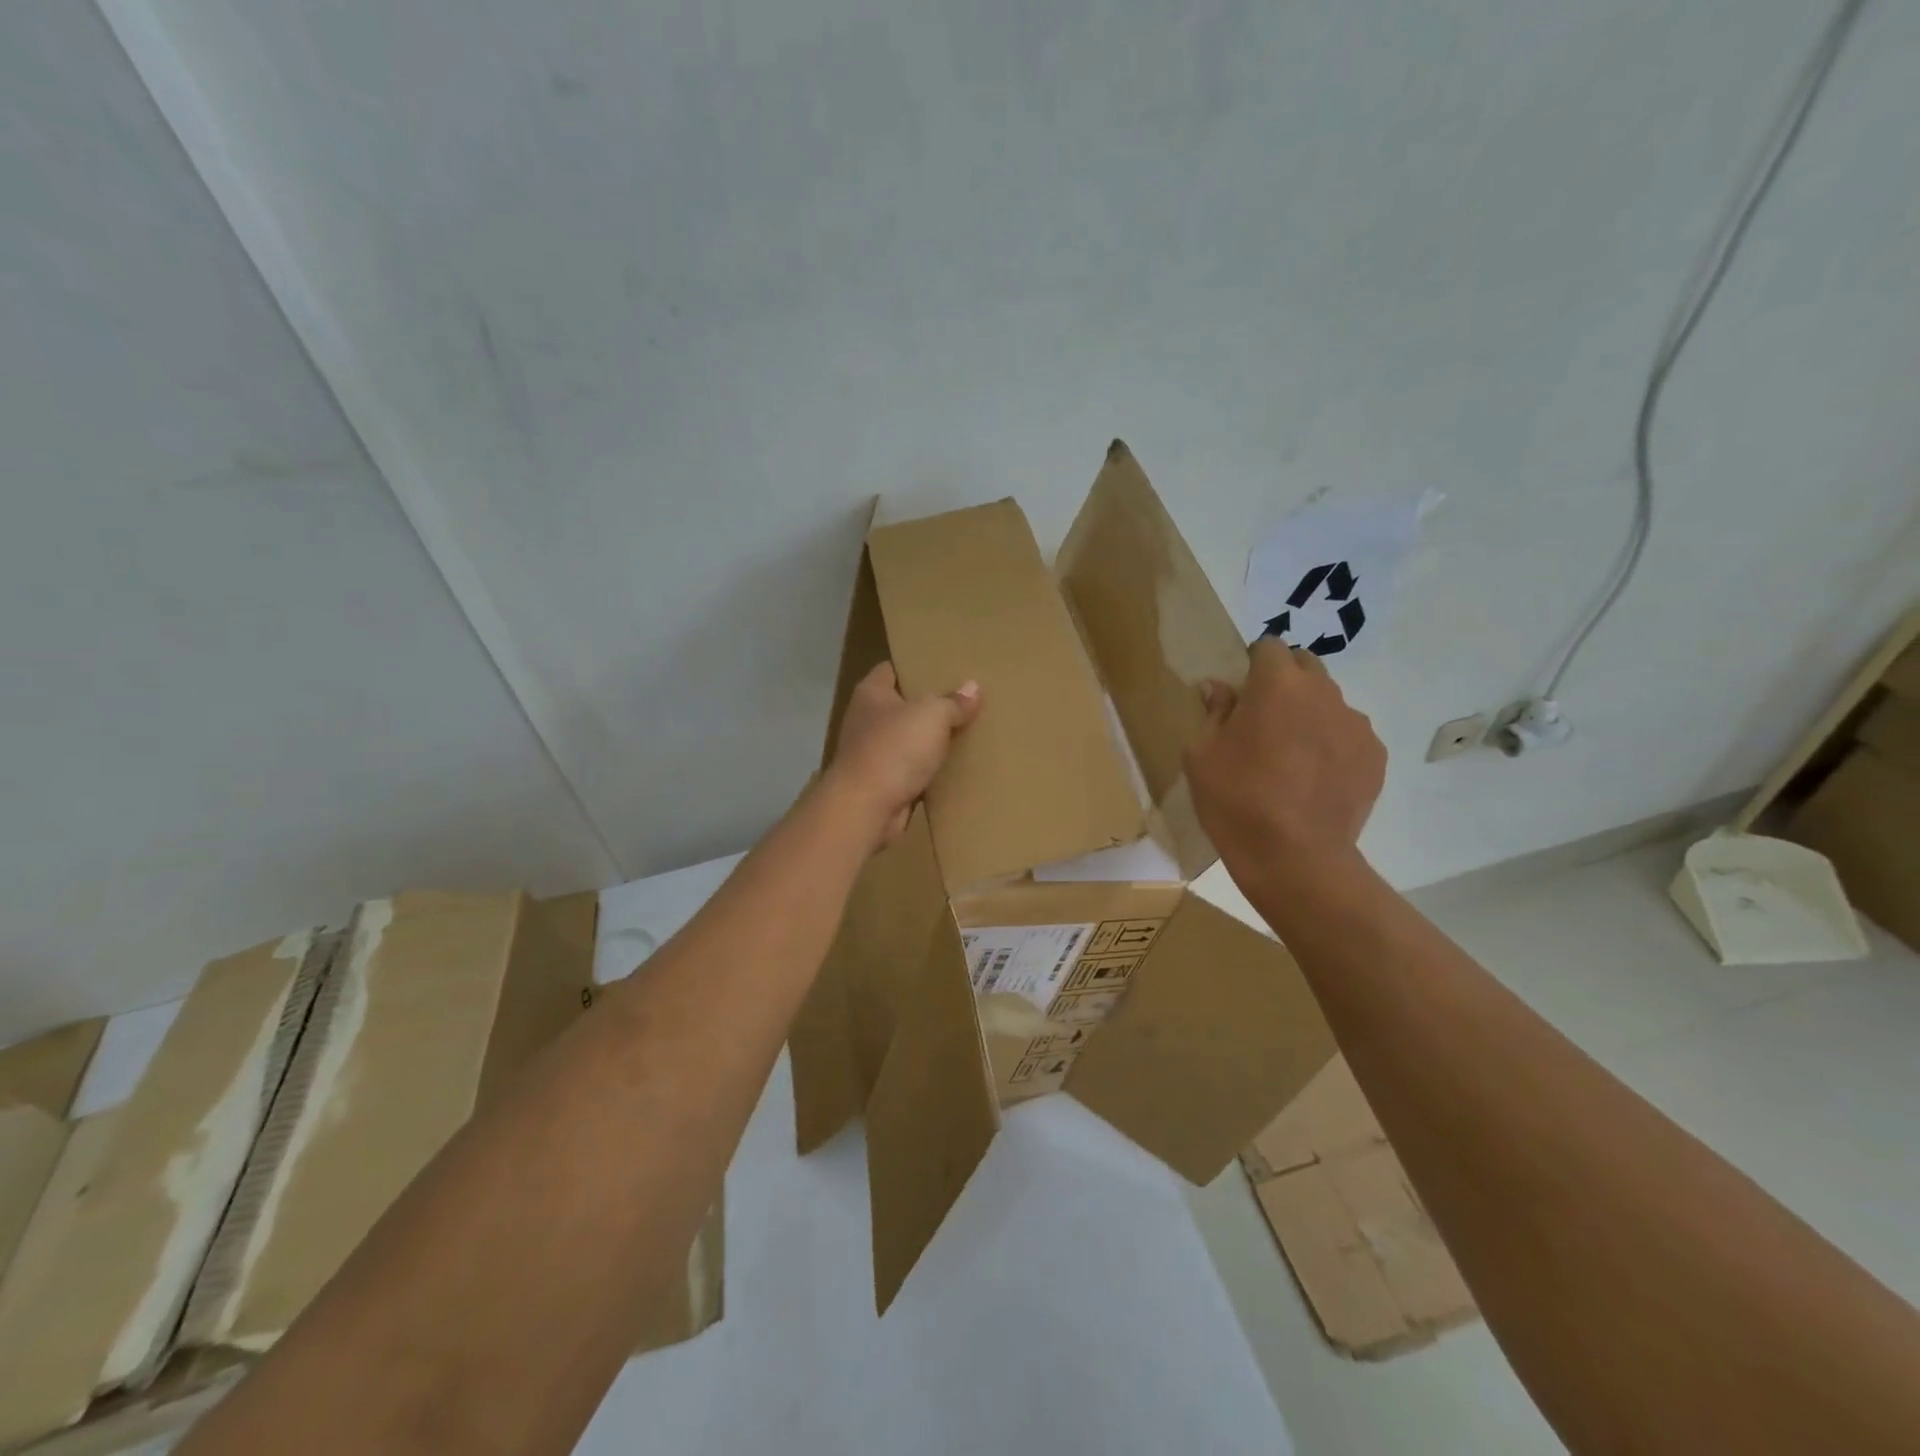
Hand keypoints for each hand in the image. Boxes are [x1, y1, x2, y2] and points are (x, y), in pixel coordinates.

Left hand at [823, 663, 981, 851]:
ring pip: (909, 740)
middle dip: (930, 705)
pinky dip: (929, 771)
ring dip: (931, 741)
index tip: (945, 667)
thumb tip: (973, 687)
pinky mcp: (883, 783)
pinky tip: (955, 767)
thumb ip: (953, 701)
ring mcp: (873, 753)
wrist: (866, 808)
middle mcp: (867, 720)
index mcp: (871, 693)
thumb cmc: (894, 749)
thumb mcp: (932, 715)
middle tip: (966, 699)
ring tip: (967, 732)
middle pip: (903, 705)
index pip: (892, 669)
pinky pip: (912, 770)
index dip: (916, 666)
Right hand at [1185, 638, 1385, 888]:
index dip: (1252, 664)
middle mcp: (1323, 693)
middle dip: (1284, 681)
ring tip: (1292, 756)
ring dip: (1310, 714)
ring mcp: (1355, 724)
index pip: (1268, 647)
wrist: (1295, 858)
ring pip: (1329, 702)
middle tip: (1263, 720)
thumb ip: (1214, 712)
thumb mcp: (1202, 754)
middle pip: (1305, 666)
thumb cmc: (1236, 800)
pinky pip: (1349, 735)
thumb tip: (1218, 688)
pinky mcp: (1375, 756)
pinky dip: (1332, 745)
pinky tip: (1314, 778)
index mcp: (1277, 684)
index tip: (1240, 692)